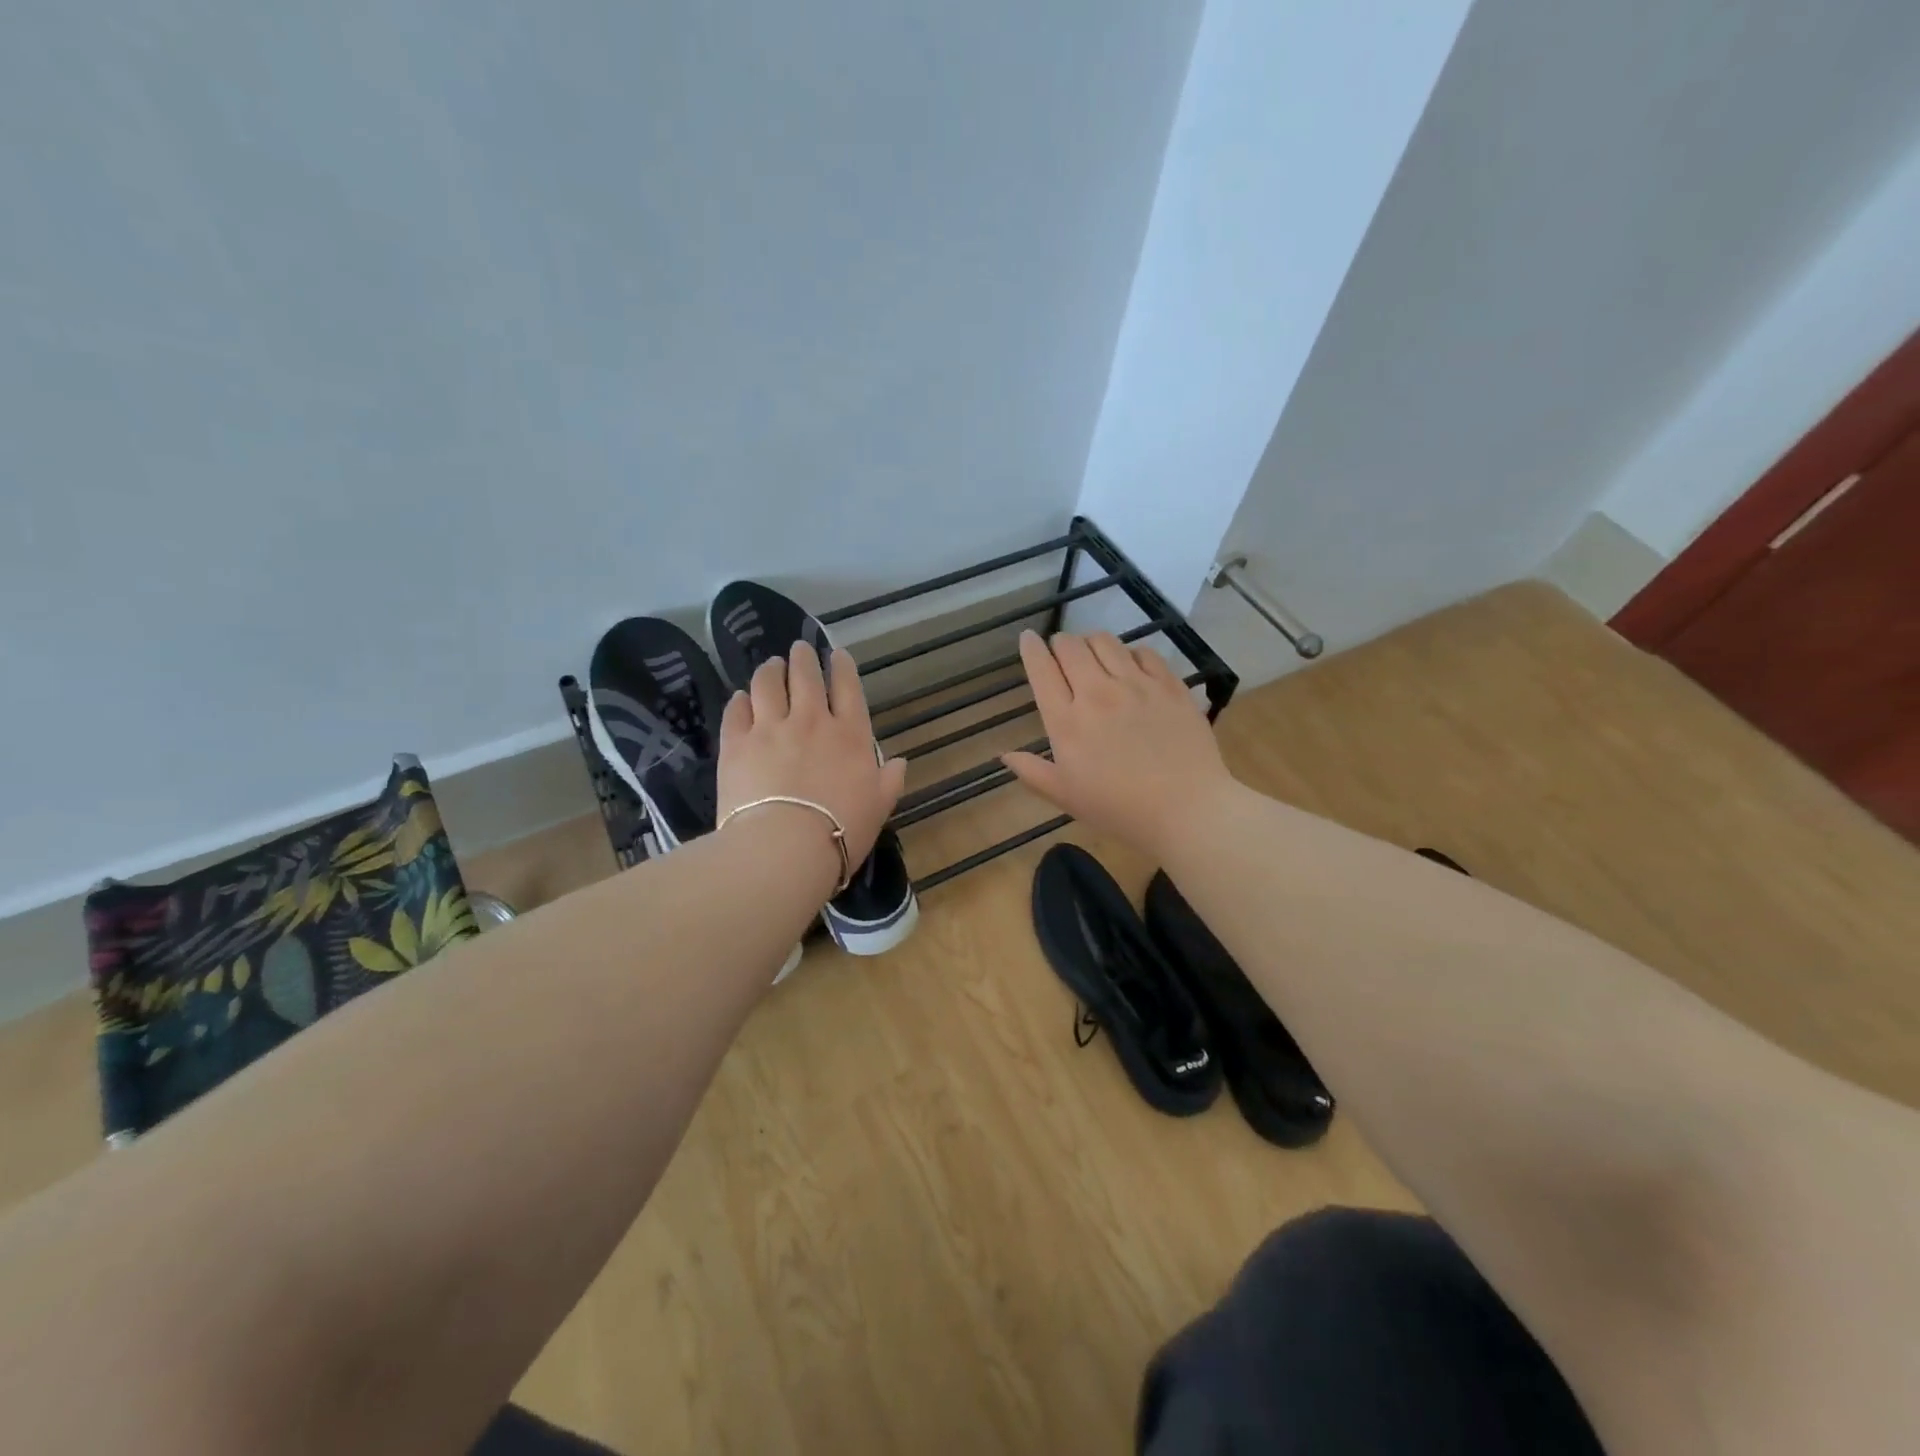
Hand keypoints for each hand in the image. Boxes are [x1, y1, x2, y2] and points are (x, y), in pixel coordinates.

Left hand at [716, 642, 908, 876]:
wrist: (784, 847)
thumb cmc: (842, 830)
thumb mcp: (879, 808)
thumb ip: (890, 780)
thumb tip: (900, 762)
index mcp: (850, 735)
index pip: (848, 689)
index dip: (842, 667)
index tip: (837, 654)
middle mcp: (810, 721)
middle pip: (805, 677)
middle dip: (803, 658)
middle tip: (799, 650)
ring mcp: (770, 728)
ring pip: (768, 684)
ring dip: (770, 670)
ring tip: (770, 665)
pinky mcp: (736, 743)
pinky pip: (736, 711)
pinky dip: (740, 701)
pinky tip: (740, 698)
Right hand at [1002, 630, 1235, 857]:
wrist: (1186, 809)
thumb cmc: (1118, 809)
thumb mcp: (1065, 796)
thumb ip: (1032, 771)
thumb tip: (1004, 755)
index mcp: (1066, 721)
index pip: (1041, 669)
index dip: (1031, 648)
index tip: (1028, 639)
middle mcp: (1097, 693)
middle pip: (1071, 647)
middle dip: (1060, 643)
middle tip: (1062, 652)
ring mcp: (1136, 685)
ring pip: (1106, 642)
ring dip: (1092, 643)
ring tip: (1094, 655)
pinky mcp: (1169, 685)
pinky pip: (1144, 652)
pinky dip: (1130, 653)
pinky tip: (1132, 667)